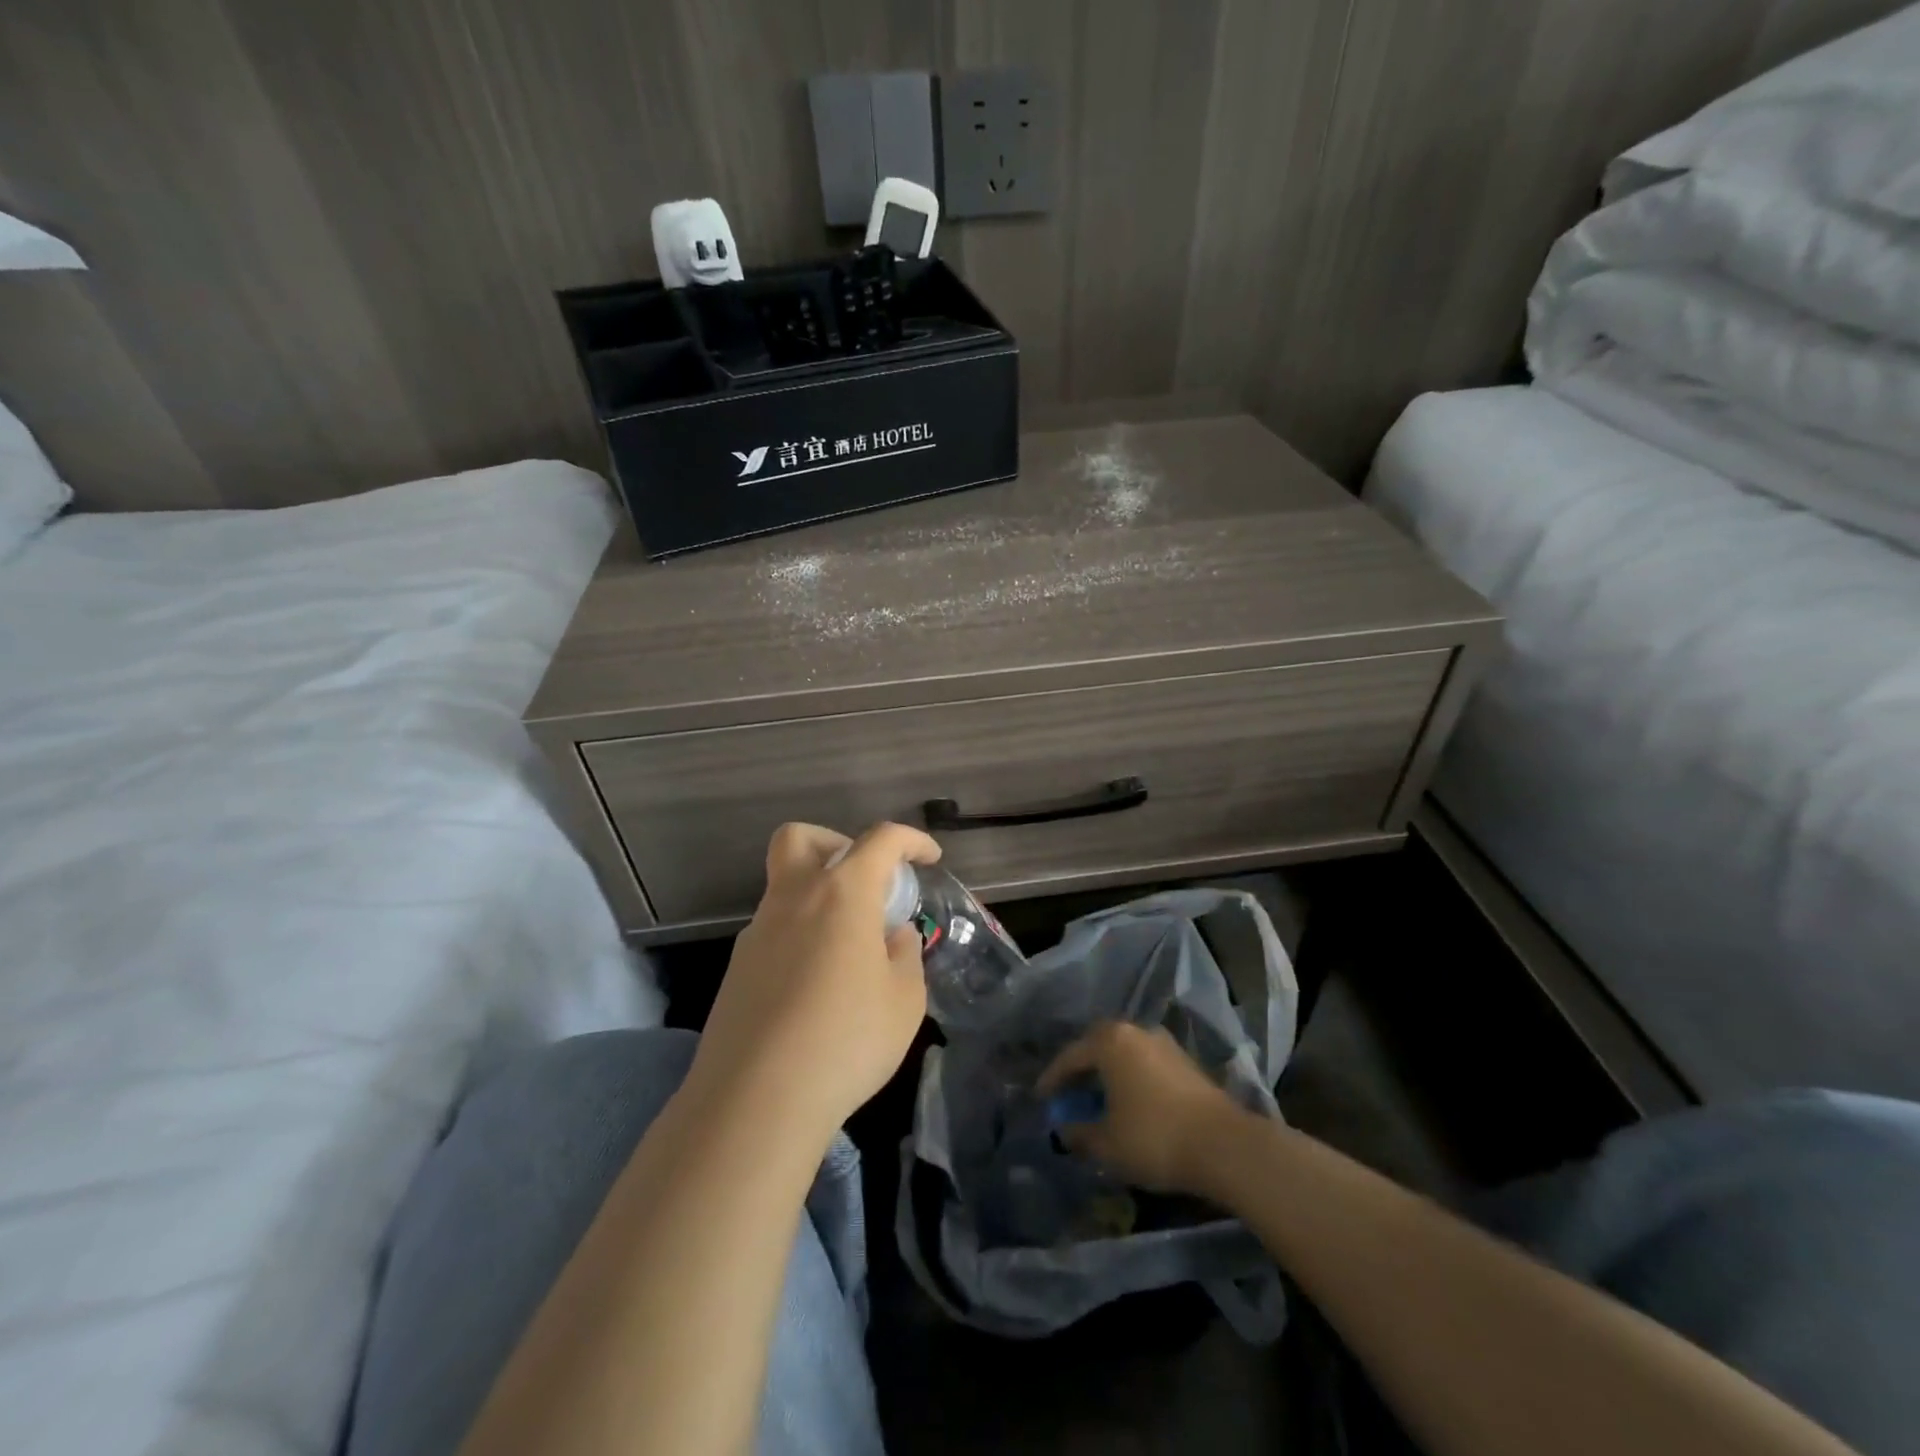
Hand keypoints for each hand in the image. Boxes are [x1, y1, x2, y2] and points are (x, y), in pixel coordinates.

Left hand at [685, 822, 941, 1145]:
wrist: (755, 1100)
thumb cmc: (846, 1040)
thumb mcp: (903, 1001)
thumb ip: (904, 956)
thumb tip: (893, 937)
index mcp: (841, 893)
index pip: (881, 840)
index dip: (911, 840)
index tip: (930, 858)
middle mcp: (793, 899)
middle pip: (801, 838)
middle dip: (836, 843)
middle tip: (865, 883)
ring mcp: (757, 932)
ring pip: (786, 888)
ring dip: (819, 898)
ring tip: (851, 951)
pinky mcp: (737, 969)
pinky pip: (774, 931)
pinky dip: (801, 937)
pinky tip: (818, 987)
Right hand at [1039, 1021, 1254, 1193]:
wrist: (1225, 1146)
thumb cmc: (1154, 1137)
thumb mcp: (1107, 1144)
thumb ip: (1079, 1134)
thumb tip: (1064, 1130)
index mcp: (1110, 1041)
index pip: (1071, 1056)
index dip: (1052, 1079)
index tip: (1041, 1098)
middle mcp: (1135, 1031)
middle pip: (1098, 1045)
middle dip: (1081, 1068)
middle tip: (1069, 1090)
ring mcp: (1164, 1044)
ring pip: (1124, 1053)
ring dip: (1108, 1072)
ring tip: (1099, 1097)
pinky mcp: (1186, 1061)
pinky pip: (1145, 1063)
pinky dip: (1131, 1078)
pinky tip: (1130, 1101)